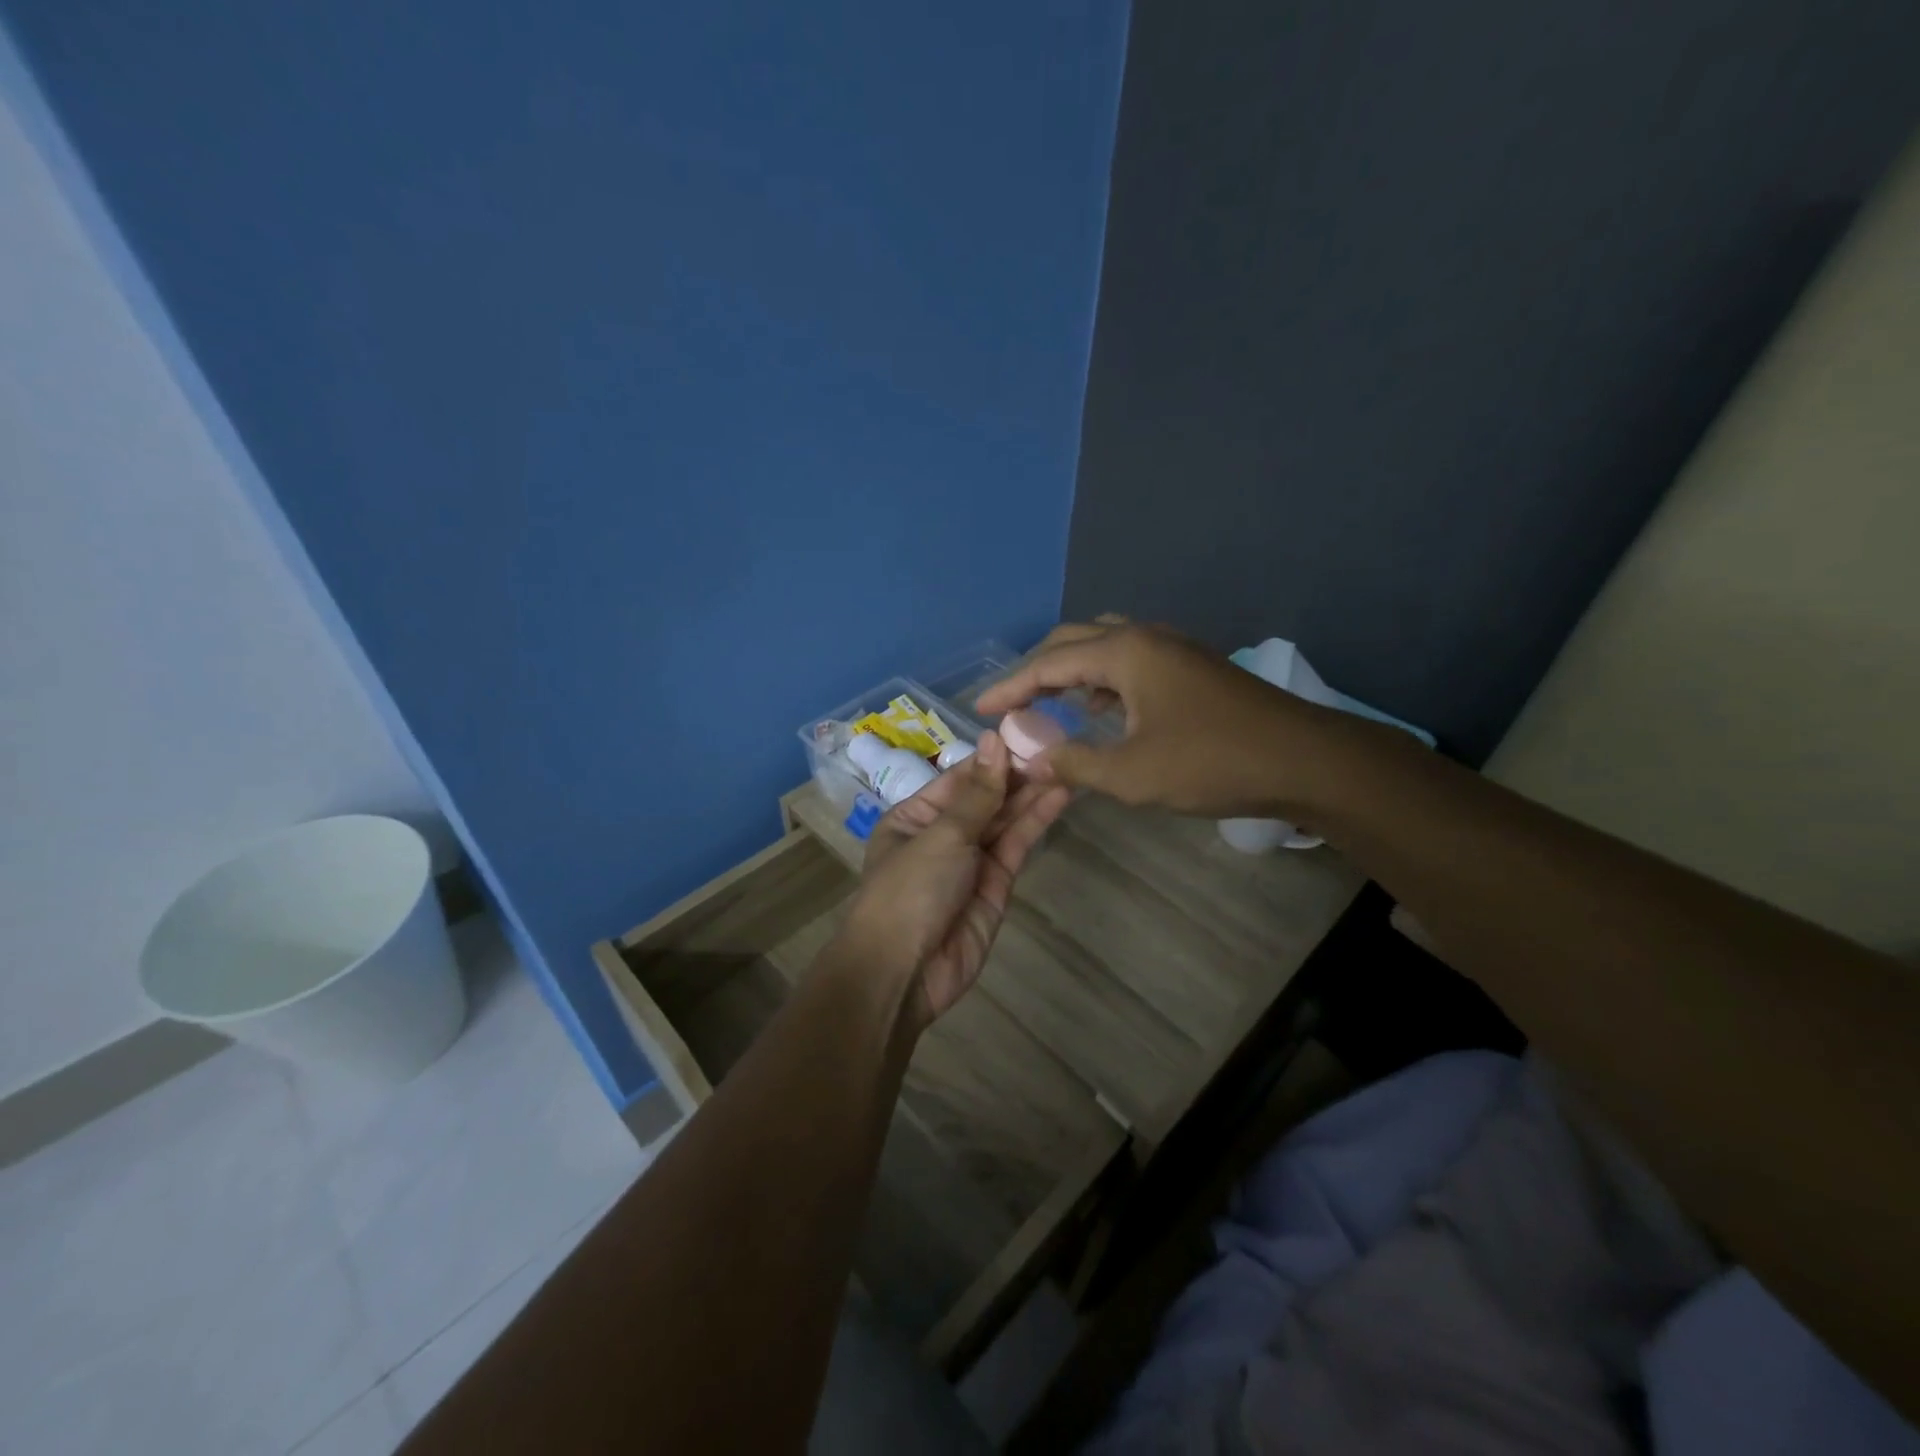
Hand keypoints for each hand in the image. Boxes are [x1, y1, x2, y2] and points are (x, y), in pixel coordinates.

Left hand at [842, 731, 1070, 1028]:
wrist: (904, 972)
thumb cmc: (909, 891)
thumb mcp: (941, 835)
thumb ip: (977, 793)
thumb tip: (994, 739)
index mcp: (914, 817)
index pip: (959, 778)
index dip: (993, 757)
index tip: (1027, 731)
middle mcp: (942, 835)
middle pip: (985, 798)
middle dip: (1017, 774)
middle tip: (1057, 746)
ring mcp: (971, 861)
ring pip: (1005, 820)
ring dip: (1032, 794)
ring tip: (1066, 764)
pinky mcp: (996, 886)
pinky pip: (1016, 846)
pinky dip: (1035, 822)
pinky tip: (1059, 797)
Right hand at [974, 617, 1338, 818]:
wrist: (1305, 760)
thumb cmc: (1211, 763)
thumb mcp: (1131, 774)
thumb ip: (1073, 764)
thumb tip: (1031, 760)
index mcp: (1124, 652)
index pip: (1047, 663)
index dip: (1009, 687)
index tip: (979, 708)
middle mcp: (1145, 637)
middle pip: (1074, 640)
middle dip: (1037, 670)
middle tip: (1011, 704)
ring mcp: (1174, 648)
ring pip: (1105, 646)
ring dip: (1072, 670)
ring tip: (1049, 704)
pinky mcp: (1193, 667)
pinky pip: (1131, 661)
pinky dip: (1103, 678)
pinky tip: (1103, 709)